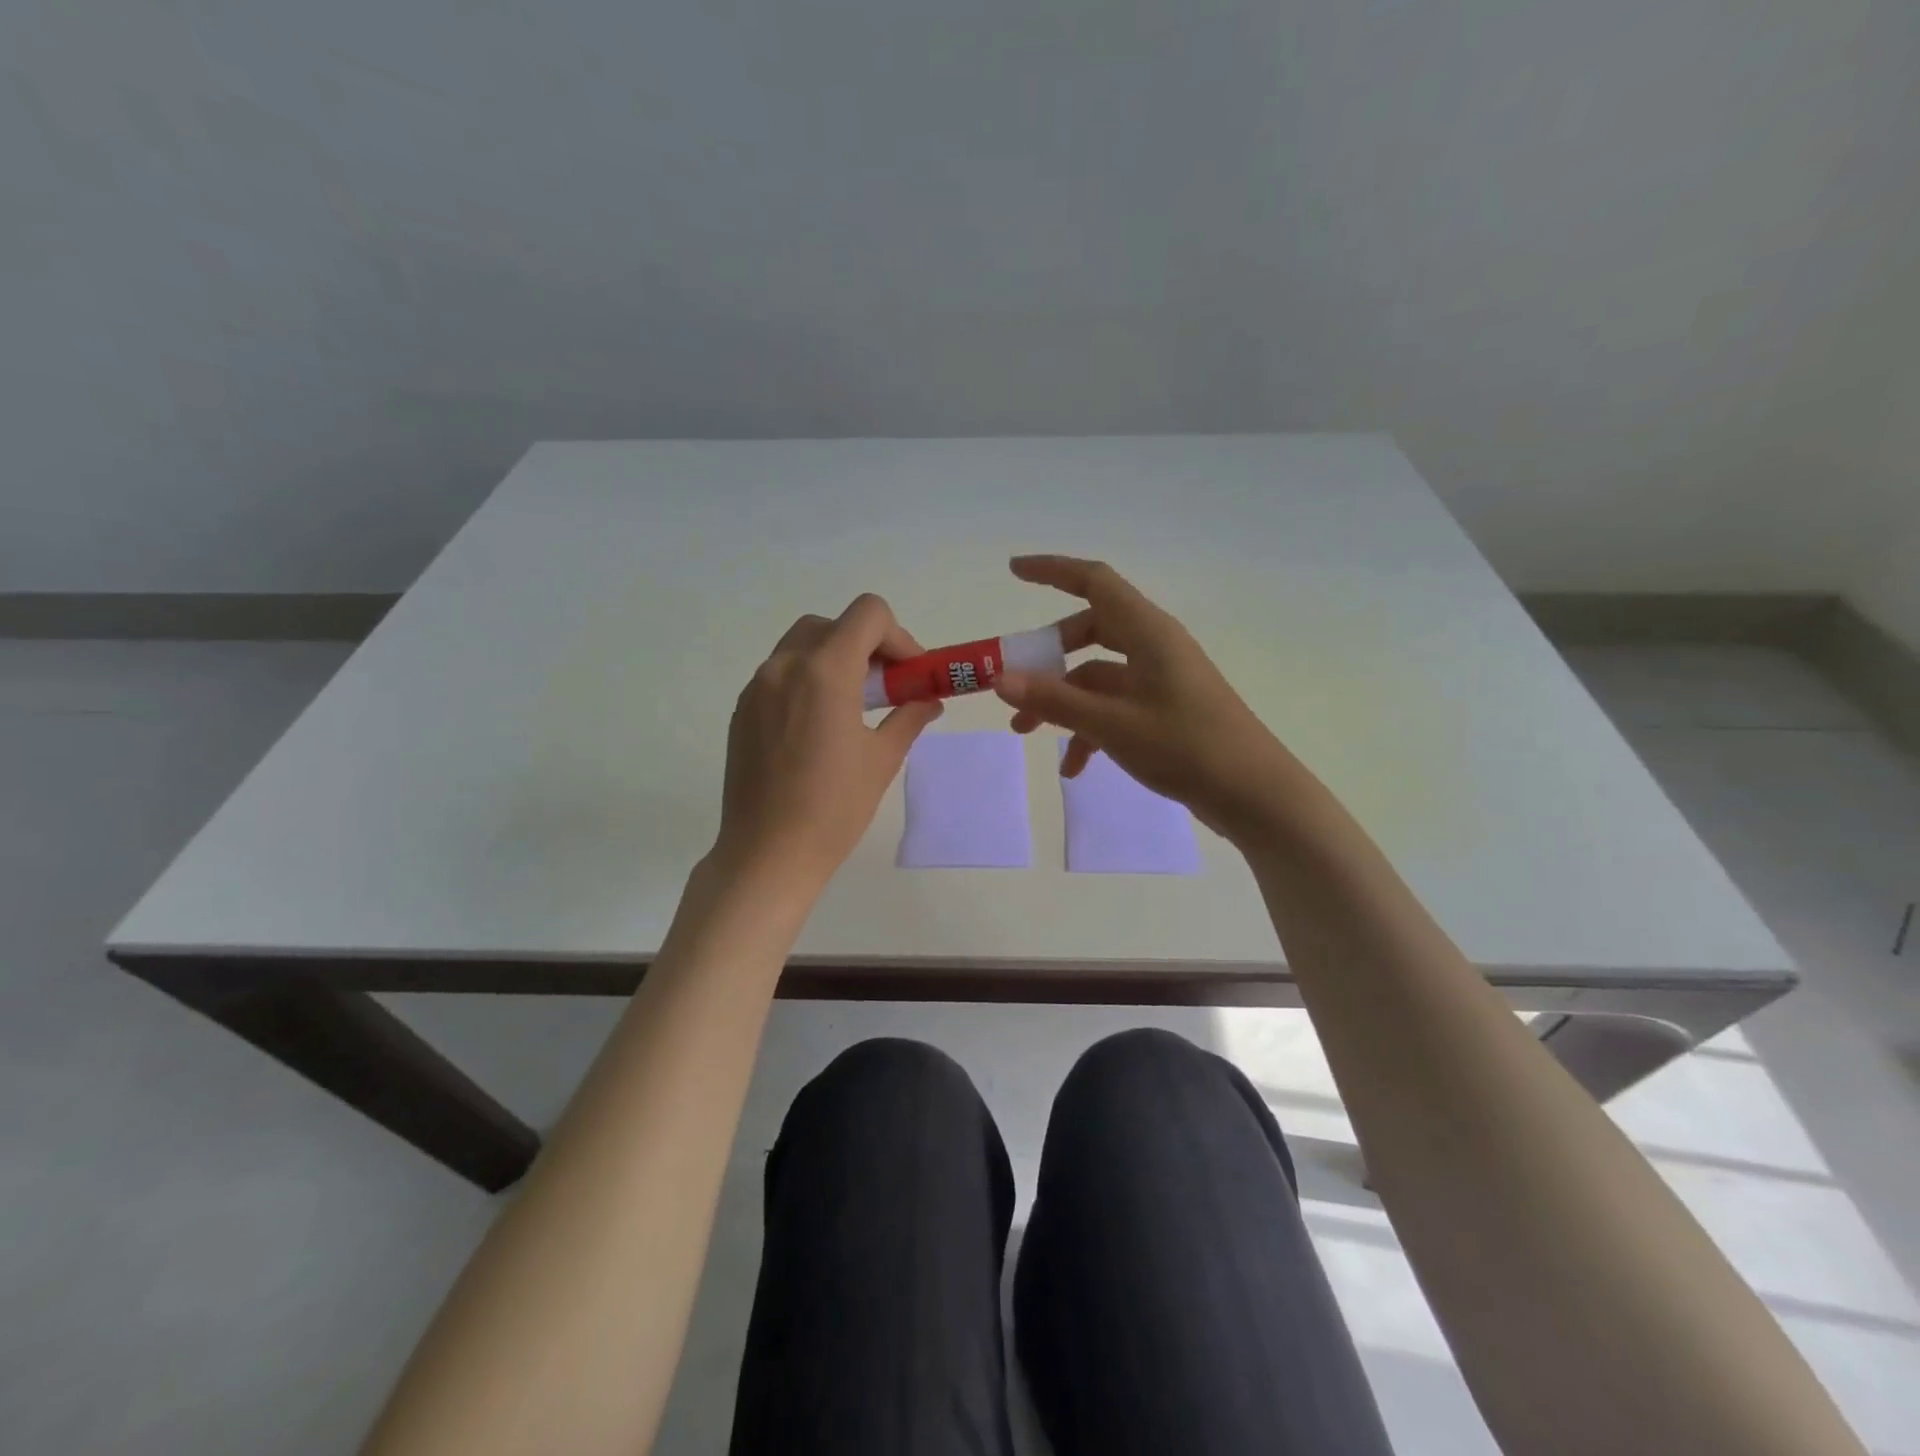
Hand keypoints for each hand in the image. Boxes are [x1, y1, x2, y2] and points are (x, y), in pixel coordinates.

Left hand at [714, 594, 942, 885]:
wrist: (767, 853)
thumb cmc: (834, 807)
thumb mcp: (882, 759)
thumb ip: (909, 717)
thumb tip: (929, 701)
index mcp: (825, 671)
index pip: (867, 614)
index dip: (898, 635)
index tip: (909, 673)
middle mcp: (785, 666)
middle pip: (832, 625)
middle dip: (865, 645)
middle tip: (885, 686)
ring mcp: (758, 687)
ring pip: (802, 646)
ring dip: (834, 659)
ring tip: (854, 705)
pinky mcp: (743, 710)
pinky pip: (780, 675)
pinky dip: (807, 680)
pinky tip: (819, 725)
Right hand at [995, 555, 1300, 842]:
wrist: (1254, 795)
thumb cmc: (1186, 747)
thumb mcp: (1112, 724)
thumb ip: (1054, 700)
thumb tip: (999, 678)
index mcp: (1148, 633)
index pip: (1095, 581)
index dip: (1053, 570)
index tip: (1013, 570)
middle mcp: (1154, 647)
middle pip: (1090, 630)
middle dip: (1048, 655)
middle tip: (1012, 678)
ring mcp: (1160, 680)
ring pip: (1098, 675)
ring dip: (1062, 699)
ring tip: (1026, 732)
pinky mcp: (1165, 711)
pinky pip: (1115, 706)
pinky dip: (1089, 729)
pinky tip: (1074, 768)